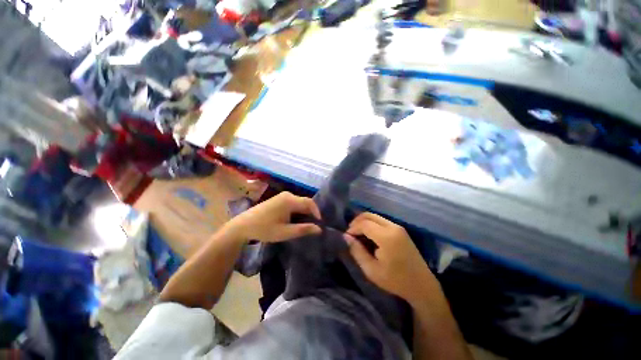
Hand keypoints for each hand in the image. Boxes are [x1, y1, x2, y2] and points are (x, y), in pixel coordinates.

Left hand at [226, 192, 321, 242]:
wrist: (243, 225)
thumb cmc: (264, 229)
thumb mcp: (285, 232)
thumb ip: (303, 229)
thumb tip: (319, 229)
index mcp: (290, 200)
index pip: (309, 203)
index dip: (317, 212)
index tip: (319, 224)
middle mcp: (287, 195)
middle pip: (305, 202)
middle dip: (310, 213)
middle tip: (313, 225)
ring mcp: (282, 196)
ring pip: (299, 202)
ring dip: (304, 212)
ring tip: (305, 224)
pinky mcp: (279, 199)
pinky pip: (293, 202)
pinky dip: (297, 210)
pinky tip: (295, 219)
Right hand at [345, 212, 436, 304]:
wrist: (421, 285)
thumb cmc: (395, 281)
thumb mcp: (371, 270)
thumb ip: (357, 251)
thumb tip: (346, 237)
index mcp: (386, 237)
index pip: (364, 224)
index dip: (353, 228)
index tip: (347, 237)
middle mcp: (393, 227)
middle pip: (369, 215)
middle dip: (357, 221)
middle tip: (350, 233)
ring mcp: (398, 227)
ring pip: (375, 216)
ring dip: (364, 222)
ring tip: (357, 234)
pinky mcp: (400, 230)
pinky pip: (381, 221)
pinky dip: (371, 224)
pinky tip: (368, 234)